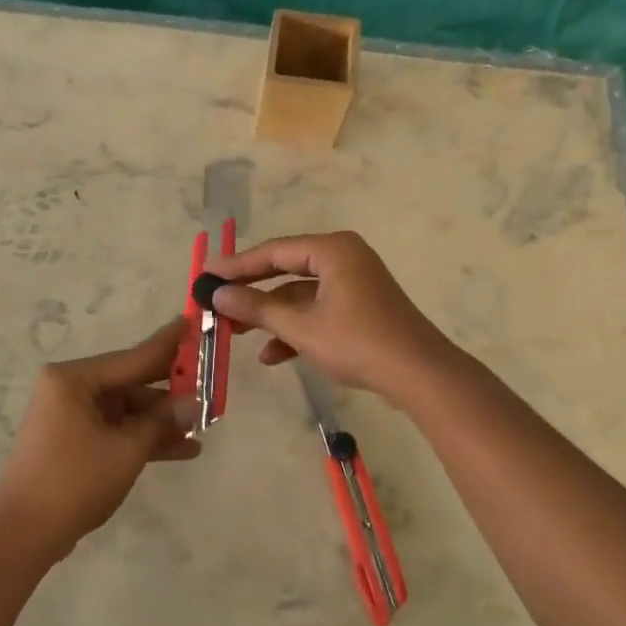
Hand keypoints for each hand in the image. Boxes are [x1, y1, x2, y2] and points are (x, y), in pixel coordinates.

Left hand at [0, 318, 199, 560]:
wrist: (23, 535)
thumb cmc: (74, 481)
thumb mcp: (126, 449)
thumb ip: (162, 421)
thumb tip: (196, 403)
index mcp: (74, 379)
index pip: (133, 357)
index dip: (168, 345)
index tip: (193, 323)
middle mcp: (70, 389)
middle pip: (130, 383)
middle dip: (169, 390)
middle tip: (209, 381)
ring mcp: (70, 416)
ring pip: (126, 410)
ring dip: (160, 421)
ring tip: (202, 427)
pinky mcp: (73, 442)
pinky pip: (116, 430)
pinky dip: (142, 438)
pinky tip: (182, 449)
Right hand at [206, 232, 459, 403]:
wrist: (419, 375)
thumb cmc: (357, 342)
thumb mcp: (300, 327)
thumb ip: (257, 308)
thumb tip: (218, 294)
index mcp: (332, 250)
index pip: (273, 252)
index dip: (236, 264)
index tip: (206, 274)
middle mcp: (343, 258)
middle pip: (285, 270)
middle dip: (251, 292)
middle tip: (216, 300)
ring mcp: (353, 283)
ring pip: (300, 294)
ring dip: (271, 315)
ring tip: (236, 333)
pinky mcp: (359, 307)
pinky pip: (318, 310)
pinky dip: (296, 328)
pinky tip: (272, 355)